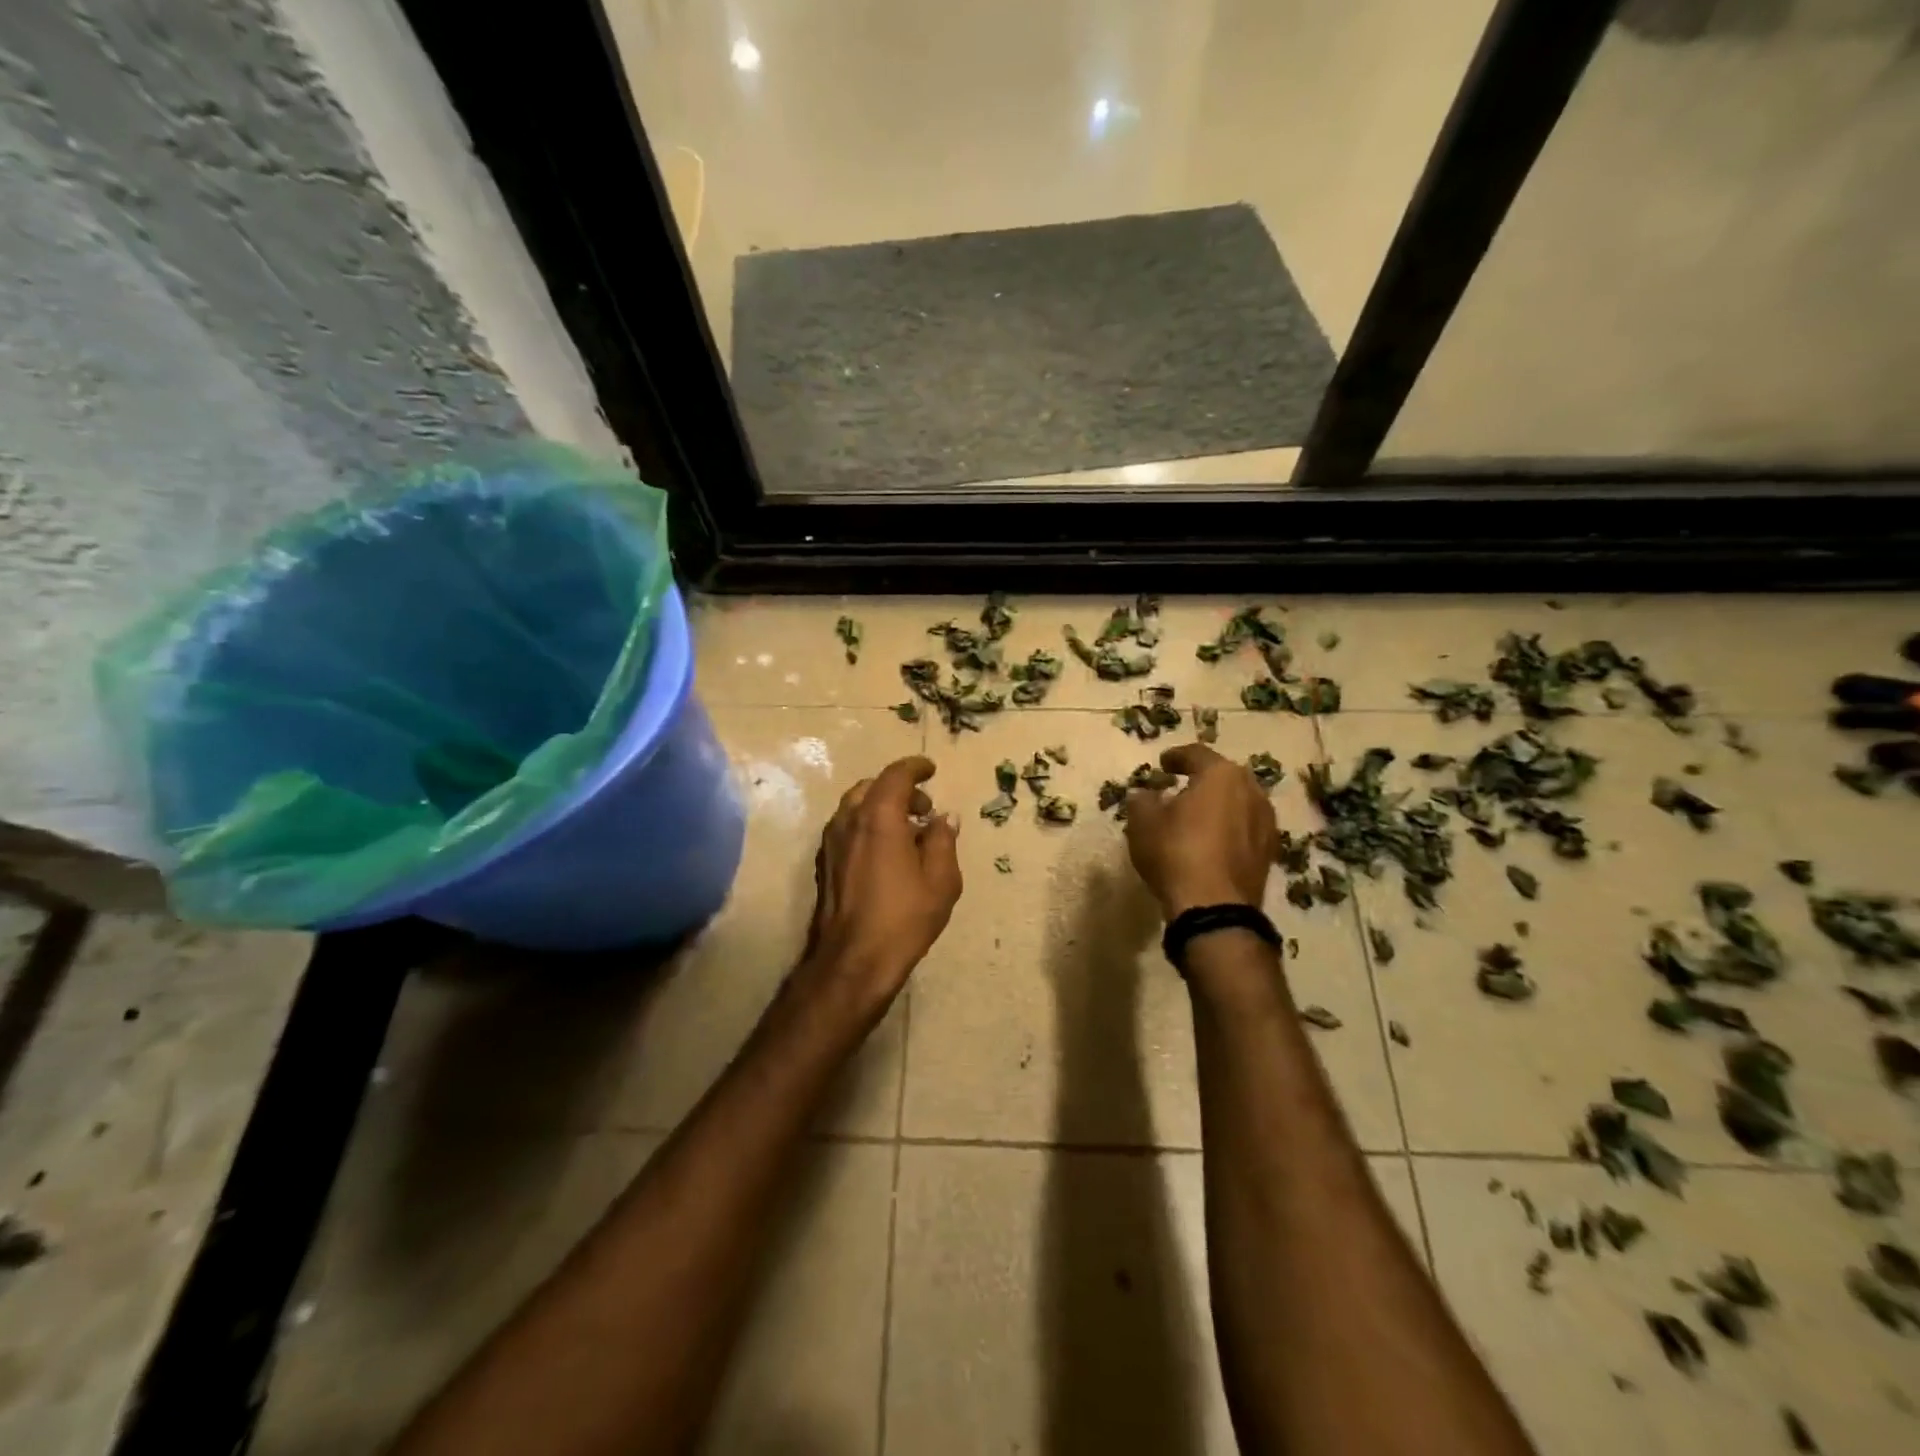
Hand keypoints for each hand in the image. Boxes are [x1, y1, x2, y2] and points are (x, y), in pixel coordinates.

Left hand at [799, 756, 961, 1010]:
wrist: (853, 960)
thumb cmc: (903, 917)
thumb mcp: (941, 879)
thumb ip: (943, 840)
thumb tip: (944, 818)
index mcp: (879, 817)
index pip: (896, 775)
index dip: (915, 768)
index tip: (931, 769)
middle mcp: (849, 821)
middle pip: (872, 787)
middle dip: (900, 790)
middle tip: (924, 809)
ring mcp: (832, 842)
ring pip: (856, 807)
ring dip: (882, 807)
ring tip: (908, 832)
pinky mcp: (825, 863)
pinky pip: (848, 828)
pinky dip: (868, 825)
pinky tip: (887, 852)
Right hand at [1124, 743, 1277, 919]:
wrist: (1214, 907)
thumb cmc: (1175, 852)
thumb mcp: (1143, 822)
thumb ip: (1142, 801)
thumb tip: (1146, 795)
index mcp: (1221, 775)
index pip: (1197, 754)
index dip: (1176, 757)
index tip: (1162, 764)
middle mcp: (1251, 791)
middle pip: (1224, 777)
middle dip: (1202, 780)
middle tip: (1181, 787)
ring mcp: (1266, 823)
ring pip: (1238, 803)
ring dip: (1219, 806)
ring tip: (1197, 817)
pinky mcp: (1270, 852)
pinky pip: (1245, 829)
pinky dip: (1229, 829)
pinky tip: (1212, 842)